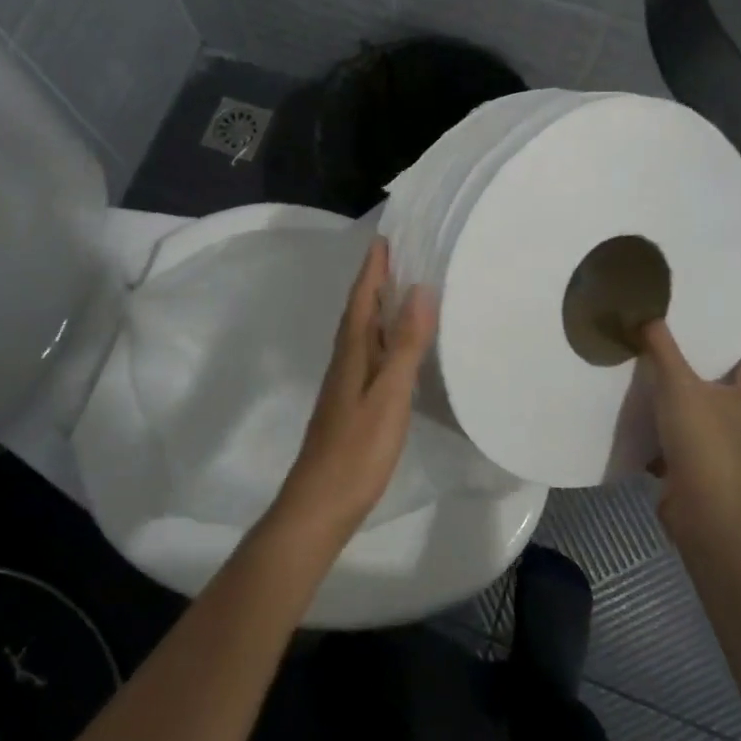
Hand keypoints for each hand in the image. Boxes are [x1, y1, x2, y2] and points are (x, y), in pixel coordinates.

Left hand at [272, 237, 437, 543]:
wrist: (321, 503)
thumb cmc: (358, 448)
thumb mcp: (389, 394)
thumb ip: (404, 344)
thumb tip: (419, 290)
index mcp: (352, 351)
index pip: (362, 298)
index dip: (373, 268)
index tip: (385, 237)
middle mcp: (346, 360)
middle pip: (360, 310)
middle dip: (376, 280)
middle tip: (401, 254)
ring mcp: (347, 383)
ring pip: (364, 332)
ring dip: (379, 307)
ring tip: (404, 290)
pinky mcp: (352, 403)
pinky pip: (370, 355)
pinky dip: (384, 338)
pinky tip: (397, 348)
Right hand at [638, 321, 740, 539]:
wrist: (703, 509)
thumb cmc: (702, 439)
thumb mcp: (677, 384)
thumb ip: (662, 348)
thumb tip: (647, 314)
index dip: (730, 350)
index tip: (698, 337)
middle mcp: (740, 422)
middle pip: (720, 390)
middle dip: (693, 375)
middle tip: (662, 353)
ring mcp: (721, 449)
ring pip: (697, 417)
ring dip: (674, 406)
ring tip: (643, 384)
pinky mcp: (699, 470)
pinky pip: (678, 444)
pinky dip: (661, 436)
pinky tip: (637, 424)